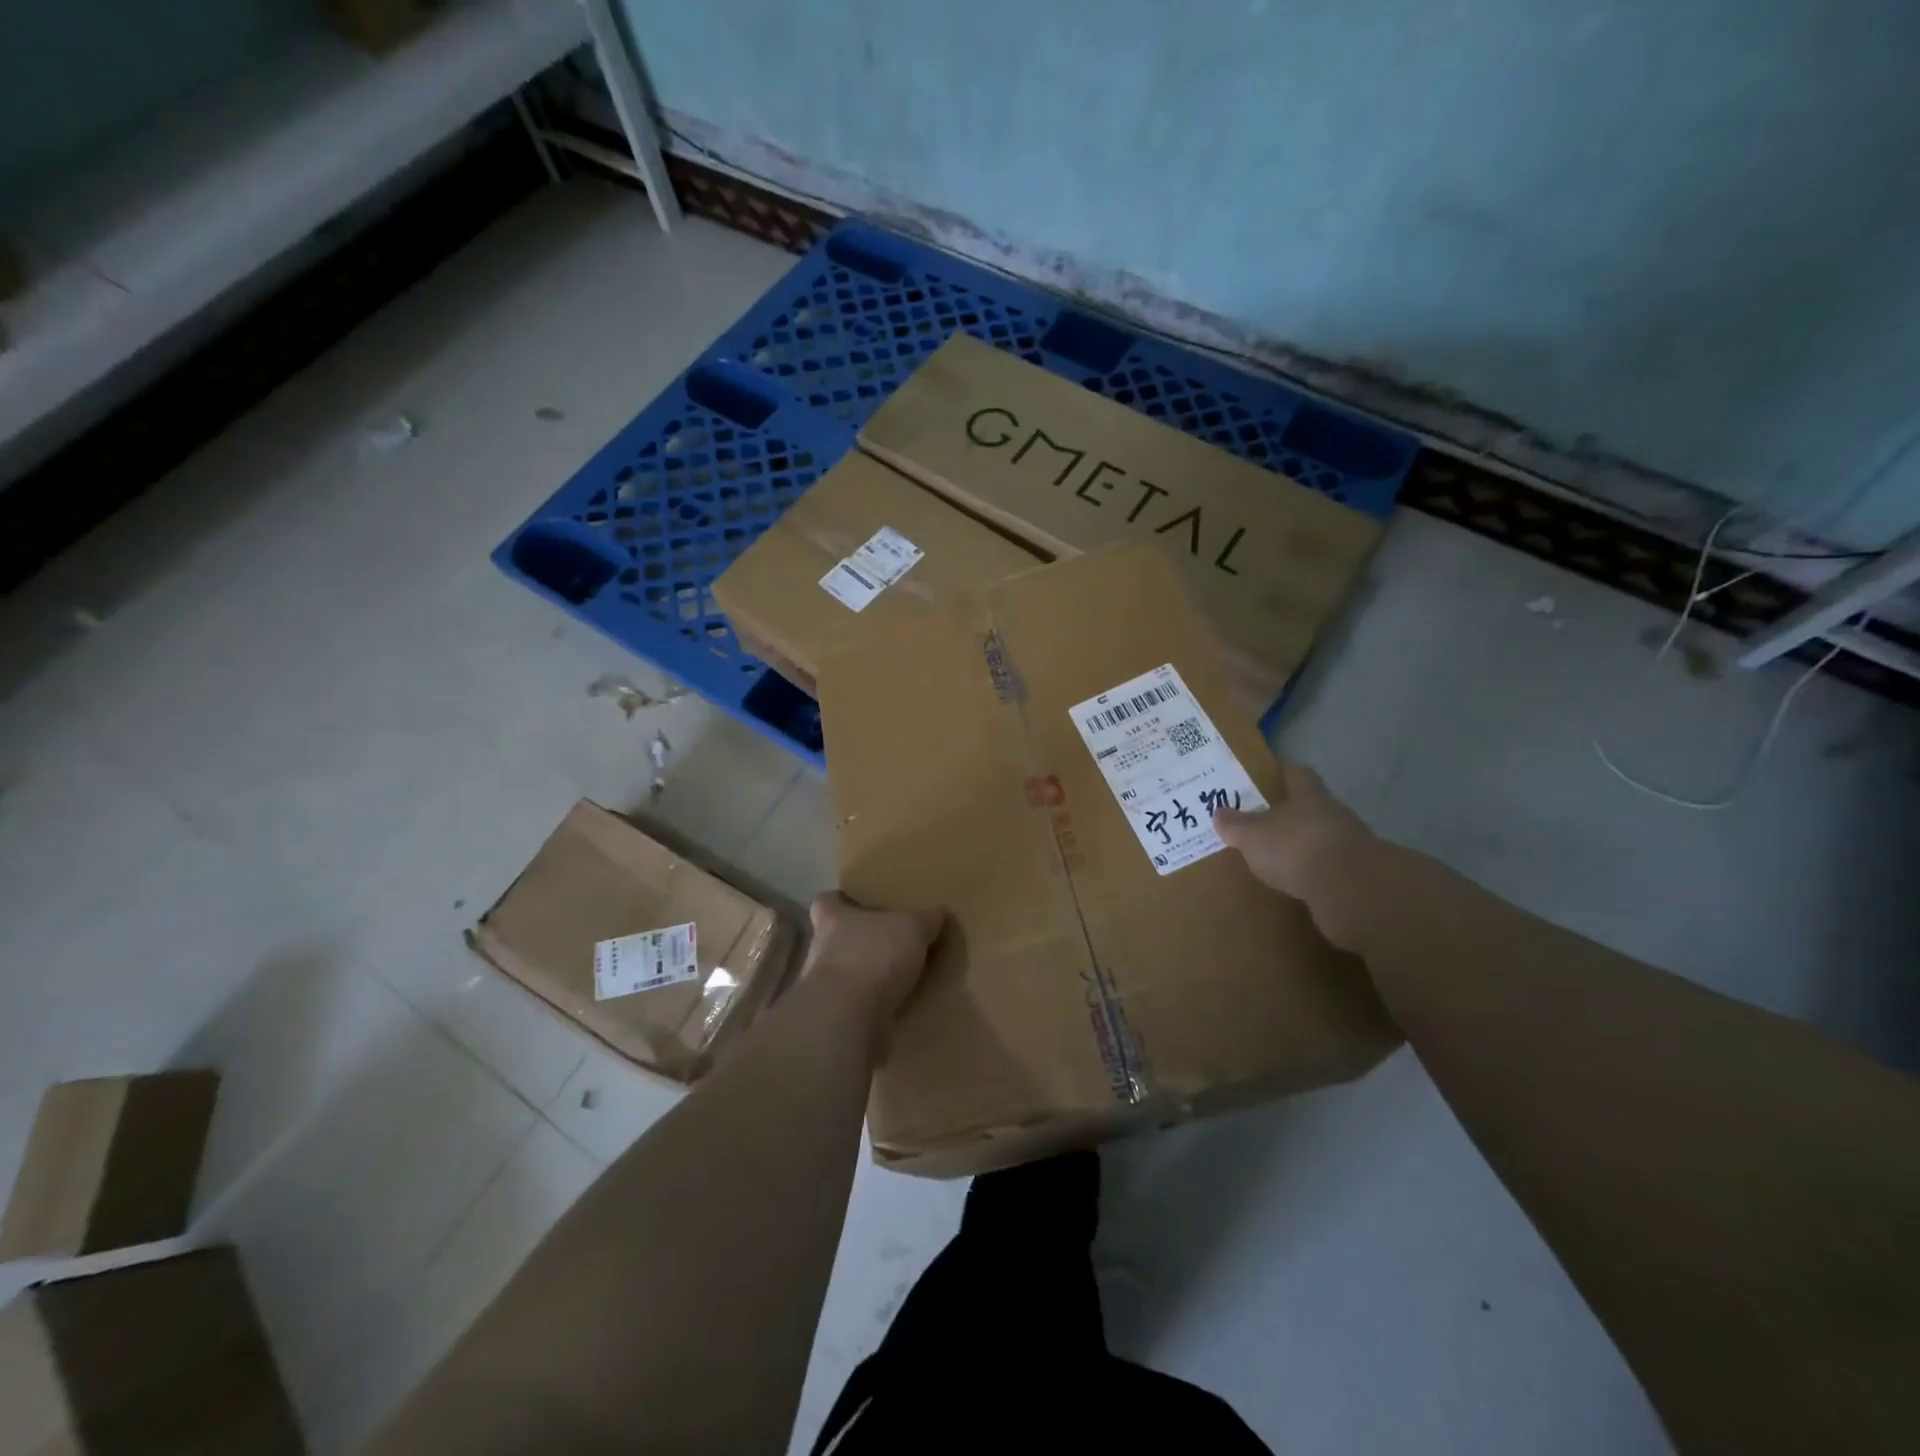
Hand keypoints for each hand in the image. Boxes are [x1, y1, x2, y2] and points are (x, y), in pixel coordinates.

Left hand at [802, 892, 945, 1028]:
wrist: (849, 1018)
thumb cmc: (874, 956)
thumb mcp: (912, 928)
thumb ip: (925, 919)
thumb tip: (940, 912)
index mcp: (833, 920)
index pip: (825, 902)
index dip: (838, 902)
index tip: (855, 903)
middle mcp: (821, 951)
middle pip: (835, 940)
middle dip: (859, 943)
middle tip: (890, 944)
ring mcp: (824, 990)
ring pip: (846, 976)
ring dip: (866, 979)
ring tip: (898, 980)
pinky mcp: (835, 1021)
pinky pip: (857, 1009)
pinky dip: (873, 1009)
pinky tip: (898, 1009)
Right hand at [1214, 760, 1375, 951]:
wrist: (1351, 891)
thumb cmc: (1296, 848)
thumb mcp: (1252, 835)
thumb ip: (1235, 824)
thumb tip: (1220, 813)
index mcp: (1308, 795)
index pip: (1295, 772)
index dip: (1280, 770)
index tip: (1264, 772)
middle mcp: (1332, 813)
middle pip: (1308, 806)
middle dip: (1286, 811)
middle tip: (1259, 818)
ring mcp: (1347, 844)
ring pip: (1318, 837)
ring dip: (1299, 844)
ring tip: (1273, 855)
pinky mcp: (1354, 875)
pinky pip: (1325, 868)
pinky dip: (1309, 872)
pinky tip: (1292, 882)